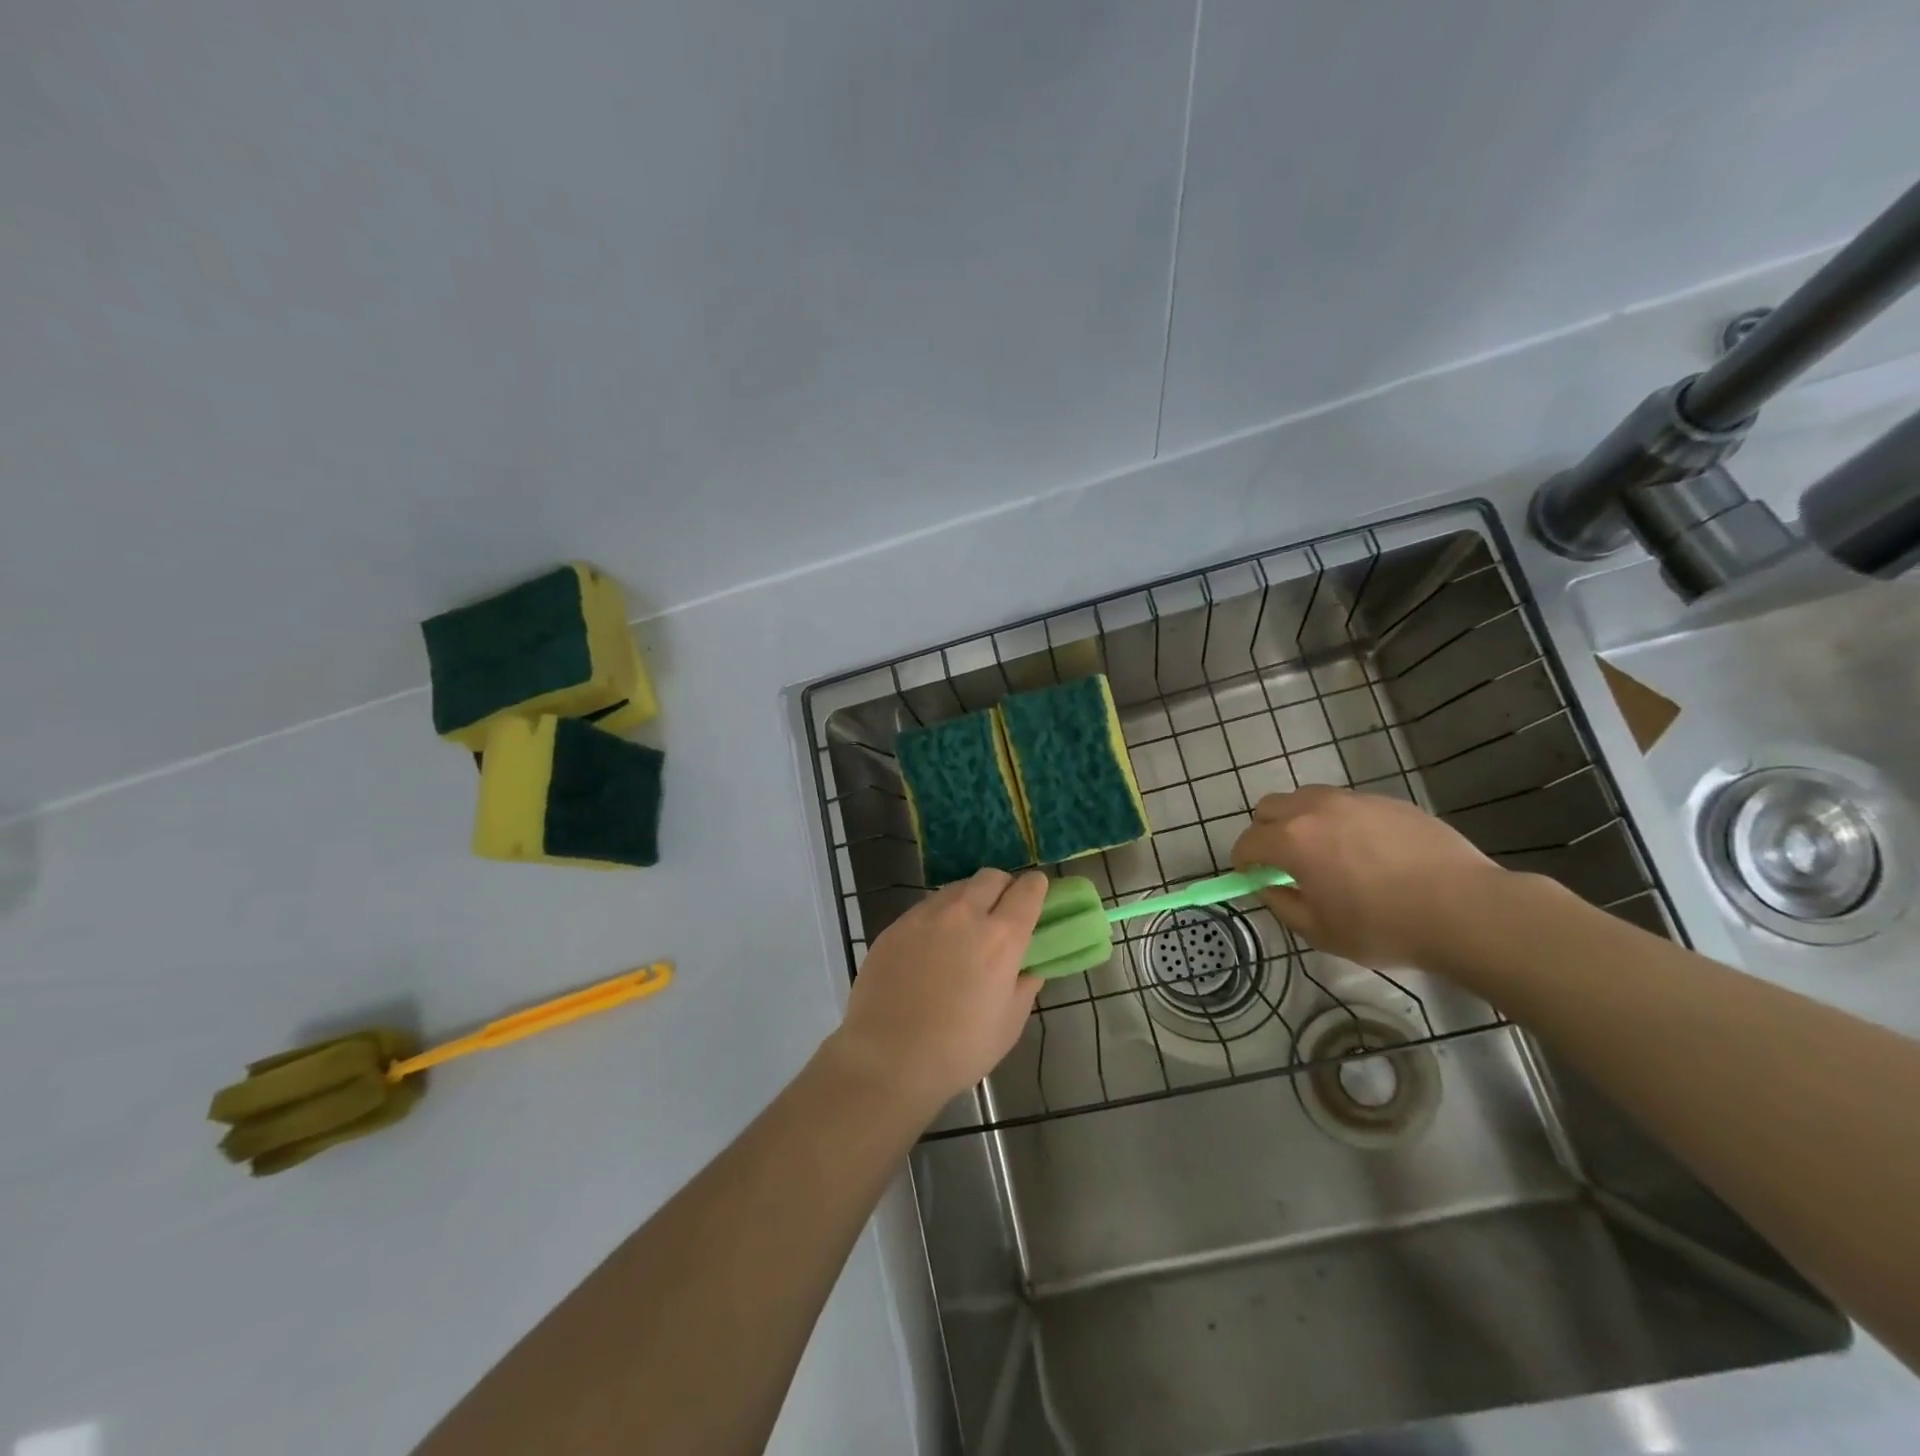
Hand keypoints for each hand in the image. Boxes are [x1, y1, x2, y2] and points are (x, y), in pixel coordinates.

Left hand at [828, 868, 1046, 1112]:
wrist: (887, 1058)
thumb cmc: (958, 1050)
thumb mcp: (1008, 1024)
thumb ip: (1024, 986)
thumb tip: (1028, 967)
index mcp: (1001, 937)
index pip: (1027, 890)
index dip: (1036, 888)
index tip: (1036, 896)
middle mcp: (965, 914)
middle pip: (991, 877)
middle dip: (1003, 887)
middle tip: (1001, 913)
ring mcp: (926, 916)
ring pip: (956, 888)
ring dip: (970, 899)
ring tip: (965, 930)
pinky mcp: (896, 925)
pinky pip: (926, 907)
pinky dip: (939, 916)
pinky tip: (931, 946)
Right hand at [1231, 786, 1501, 968]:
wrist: (1466, 909)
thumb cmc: (1384, 927)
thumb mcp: (1321, 932)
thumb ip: (1283, 905)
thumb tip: (1269, 886)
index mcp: (1292, 840)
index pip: (1247, 842)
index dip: (1243, 861)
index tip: (1251, 877)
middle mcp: (1316, 809)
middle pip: (1269, 806)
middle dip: (1265, 831)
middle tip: (1282, 861)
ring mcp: (1354, 800)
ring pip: (1307, 799)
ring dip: (1300, 821)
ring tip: (1325, 852)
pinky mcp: (1388, 801)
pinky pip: (1347, 804)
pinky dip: (1340, 822)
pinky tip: (1367, 852)